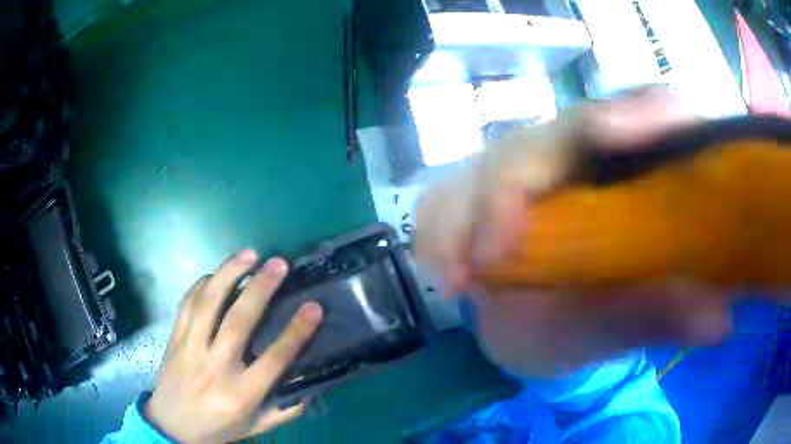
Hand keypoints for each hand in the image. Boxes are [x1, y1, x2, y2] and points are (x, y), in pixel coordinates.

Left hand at [145, 251, 322, 442]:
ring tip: (248, 254)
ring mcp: (191, 349)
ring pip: (208, 304)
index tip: (313, 307)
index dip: (296, 332)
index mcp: (241, 394)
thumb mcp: (256, 427)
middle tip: (278, 264)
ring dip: (228, 274)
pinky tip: (216, 274)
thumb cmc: (217, 428)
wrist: (171, 426)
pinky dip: (202, 284)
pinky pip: (187, 303)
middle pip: (238, 322)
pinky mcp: (174, 338)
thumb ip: (284, 410)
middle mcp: (215, 367)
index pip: (273, 359)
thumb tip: (311, 389)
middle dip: (260, 288)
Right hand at [415, 86, 731, 375]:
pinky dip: (438, 233)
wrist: (541, 327)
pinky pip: (445, 199)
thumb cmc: (597, 319)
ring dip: (463, 217)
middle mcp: (579, 153)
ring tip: (455, 280)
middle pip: (550, 135)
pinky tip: (444, 273)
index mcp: (635, 166)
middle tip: (491, 256)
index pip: (646, 107)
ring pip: (488, 165)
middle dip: (513, 186)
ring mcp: (525, 170)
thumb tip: (720, 319)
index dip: (633, 110)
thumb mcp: (634, 318)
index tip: (608, 135)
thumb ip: (670, 313)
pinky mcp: (478, 193)